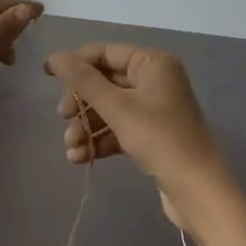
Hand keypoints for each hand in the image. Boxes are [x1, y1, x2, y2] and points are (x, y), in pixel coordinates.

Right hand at [44, 43, 233, 226]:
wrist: (198, 192)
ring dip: (86, 126)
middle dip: (81, 102)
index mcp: (153, 64)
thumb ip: (84, 81)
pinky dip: (99, 140)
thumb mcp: (117, 108)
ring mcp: (155, 109)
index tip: (46, 76)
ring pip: (109, 109)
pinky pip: (118, 129)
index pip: (105, 53)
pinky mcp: (152, 136)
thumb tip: (55, 57)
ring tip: (71, 148)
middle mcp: (155, 80)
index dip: (75, 63)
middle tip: (63, 118)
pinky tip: (80, 158)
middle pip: (105, 82)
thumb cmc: (160, 140)